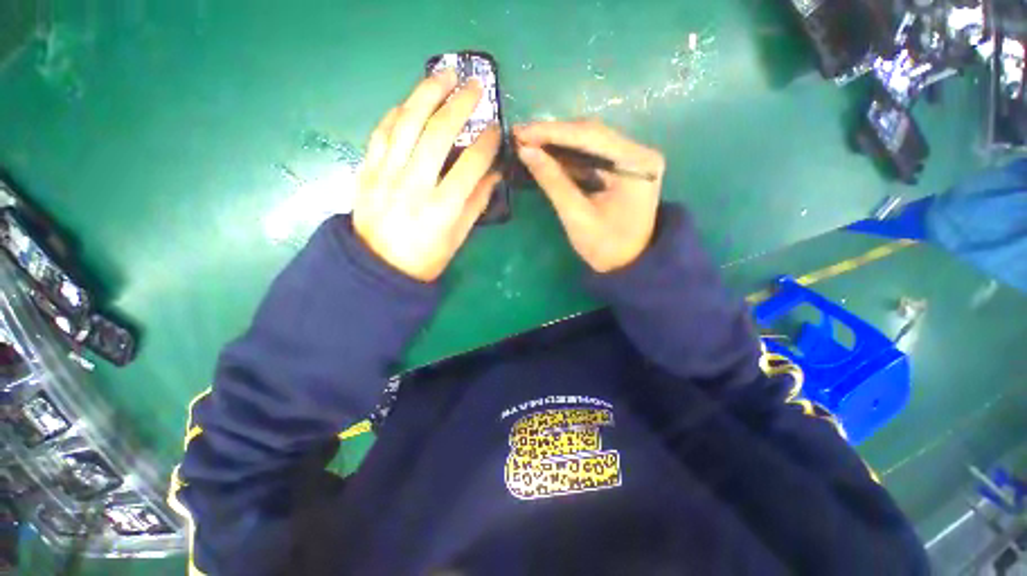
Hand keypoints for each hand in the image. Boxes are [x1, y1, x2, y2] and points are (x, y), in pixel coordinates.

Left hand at [353, 69, 501, 281]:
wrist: (378, 267)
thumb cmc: (426, 258)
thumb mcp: (458, 237)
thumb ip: (476, 203)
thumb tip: (494, 174)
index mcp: (442, 208)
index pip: (471, 165)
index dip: (487, 142)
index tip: (495, 128)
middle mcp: (414, 186)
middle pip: (438, 134)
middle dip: (460, 104)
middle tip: (474, 86)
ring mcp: (386, 175)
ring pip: (407, 123)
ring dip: (427, 93)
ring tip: (443, 74)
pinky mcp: (366, 171)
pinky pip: (381, 132)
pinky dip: (397, 113)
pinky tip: (411, 102)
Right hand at [513, 121, 664, 272]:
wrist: (628, 265)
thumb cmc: (606, 247)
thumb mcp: (577, 216)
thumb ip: (553, 182)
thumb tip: (526, 151)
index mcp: (636, 163)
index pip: (591, 136)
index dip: (553, 133)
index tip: (521, 132)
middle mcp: (638, 153)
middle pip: (591, 134)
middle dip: (553, 135)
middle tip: (520, 136)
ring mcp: (630, 159)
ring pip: (589, 142)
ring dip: (558, 143)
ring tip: (527, 142)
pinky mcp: (621, 168)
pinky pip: (590, 155)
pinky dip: (567, 156)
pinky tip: (545, 154)